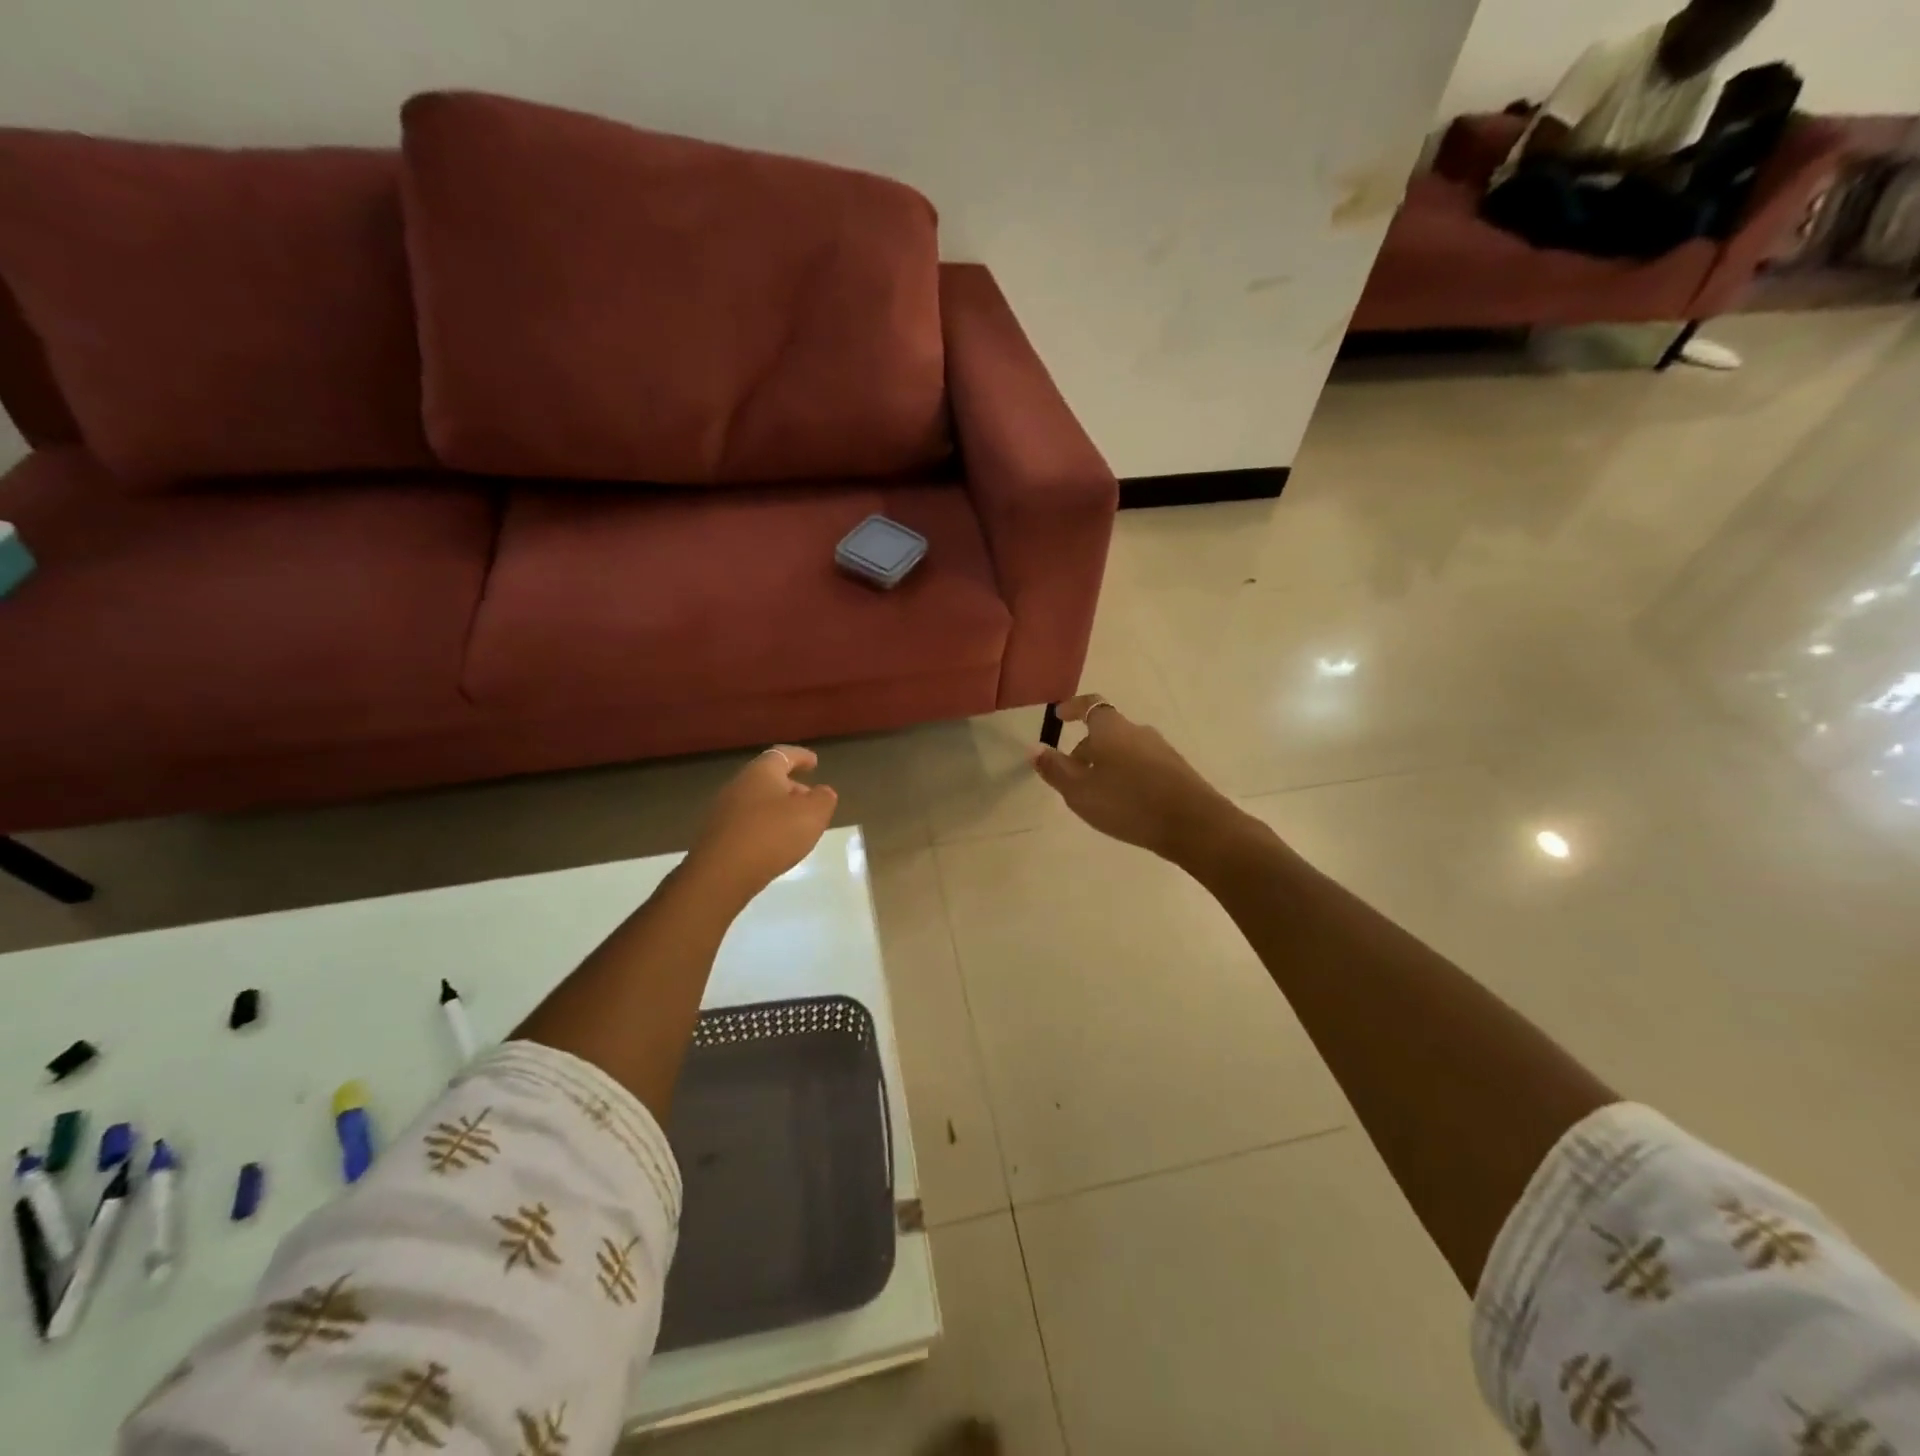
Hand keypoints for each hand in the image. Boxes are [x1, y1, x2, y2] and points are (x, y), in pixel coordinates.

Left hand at [689, 746, 837, 902]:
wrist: (721, 874)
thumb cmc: (772, 835)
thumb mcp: (813, 815)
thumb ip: (823, 799)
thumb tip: (822, 792)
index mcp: (761, 772)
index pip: (783, 755)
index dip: (800, 757)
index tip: (814, 762)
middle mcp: (738, 785)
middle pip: (768, 778)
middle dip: (791, 787)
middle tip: (809, 799)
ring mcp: (723, 811)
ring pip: (756, 802)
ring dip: (777, 809)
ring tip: (795, 825)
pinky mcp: (716, 835)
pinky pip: (746, 823)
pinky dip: (763, 827)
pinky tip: (773, 844)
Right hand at [1031, 695, 1245, 866]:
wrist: (1193, 824)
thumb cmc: (1128, 802)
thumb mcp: (1080, 791)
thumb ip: (1055, 769)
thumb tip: (1035, 748)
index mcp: (1112, 729)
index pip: (1090, 706)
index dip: (1073, 708)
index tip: (1060, 716)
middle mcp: (1138, 731)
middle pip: (1106, 731)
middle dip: (1086, 748)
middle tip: (1071, 774)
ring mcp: (1161, 749)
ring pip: (1124, 749)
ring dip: (1106, 764)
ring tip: (1096, 793)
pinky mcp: (1176, 770)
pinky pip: (1142, 764)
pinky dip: (1127, 775)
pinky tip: (1124, 802)